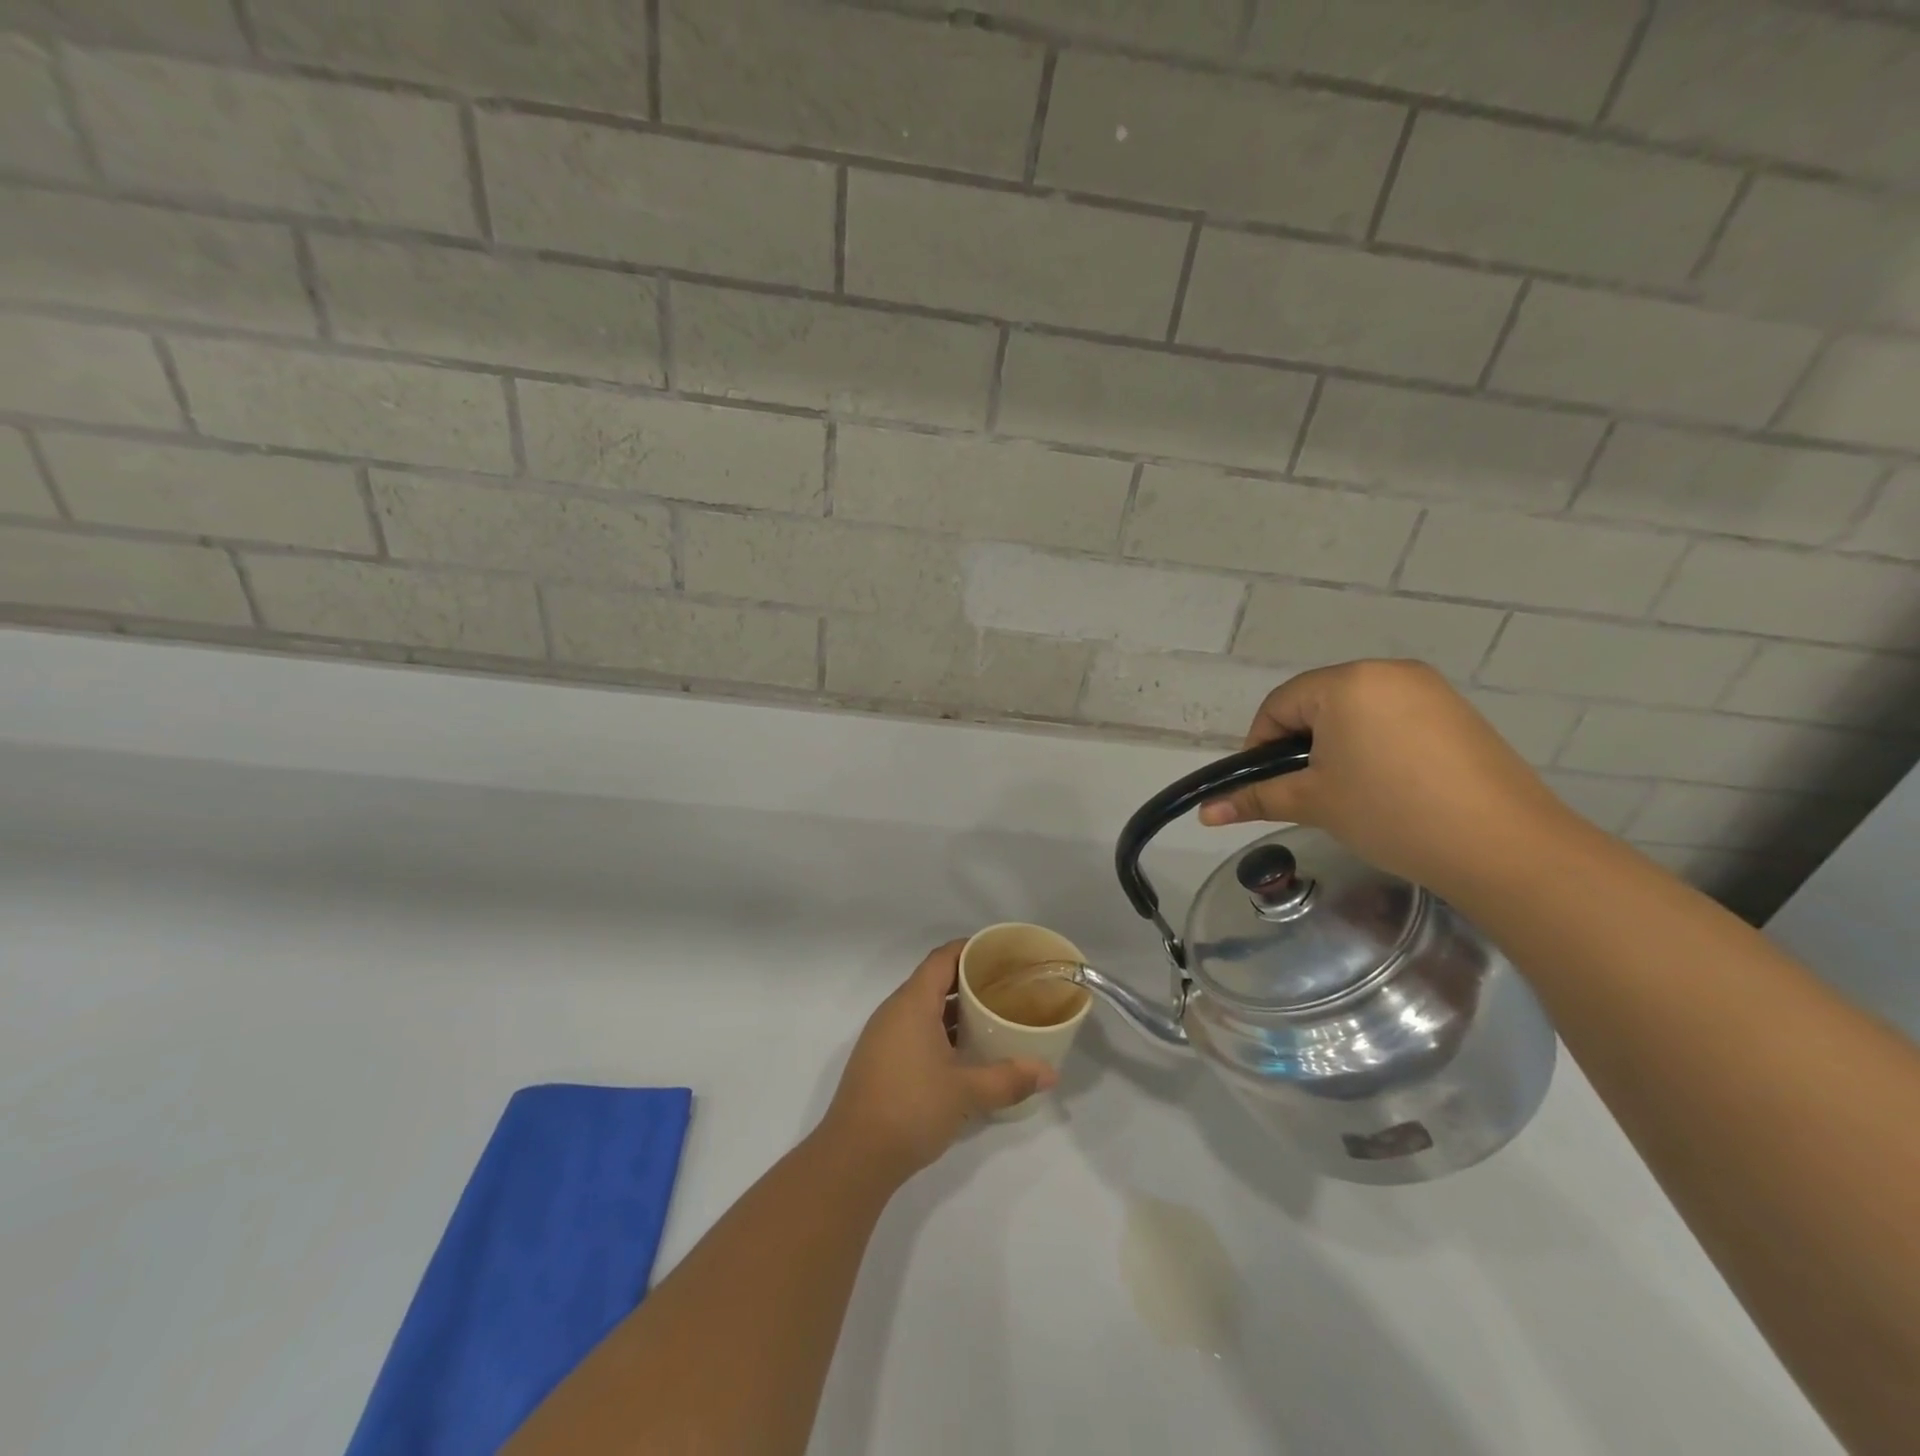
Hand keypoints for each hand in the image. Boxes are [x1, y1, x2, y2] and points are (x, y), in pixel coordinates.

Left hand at [818, 942, 1056, 1183]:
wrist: (854, 1157)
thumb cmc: (911, 1108)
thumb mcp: (966, 1093)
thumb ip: (1009, 1078)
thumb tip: (1050, 1073)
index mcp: (912, 1003)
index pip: (942, 958)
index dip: (970, 949)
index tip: (1000, 951)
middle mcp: (894, 1011)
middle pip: (934, 980)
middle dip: (968, 979)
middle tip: (1005, 985)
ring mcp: (884, 1036)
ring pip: (923, 1007)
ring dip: (954, 1008)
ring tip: (991, 1015)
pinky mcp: (880, 1060)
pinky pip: (914, 1029)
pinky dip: (940, 1029)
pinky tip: (964, 1050)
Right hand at [1197, 660, 1572, 898]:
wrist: (1503, 846)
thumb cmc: (1391, 813)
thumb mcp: (1314, 803)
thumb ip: (1255, 798)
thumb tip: (1205, 812)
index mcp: (1346, 682)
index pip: (1279, 705)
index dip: (1259, 746)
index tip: (1265, 786)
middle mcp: (1388, 671)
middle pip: (1318, 704)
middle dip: (1301, 745)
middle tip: (1305, 792)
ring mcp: (1429, 690)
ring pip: (1357, 712)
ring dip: (1337, 746)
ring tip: (1347, 793)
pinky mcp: (1458, 714)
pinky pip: (1395, 720)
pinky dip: (1376, 746)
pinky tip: (1389, 787)